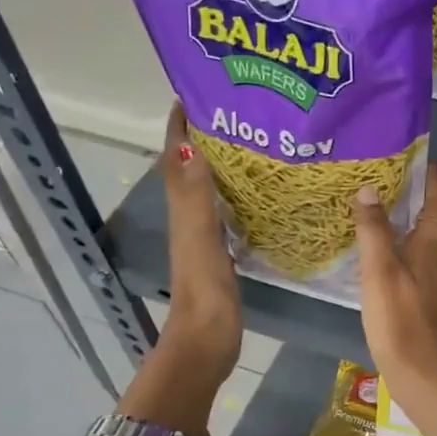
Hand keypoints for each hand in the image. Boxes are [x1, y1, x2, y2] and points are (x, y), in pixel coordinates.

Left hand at [159, 102, 240, 386]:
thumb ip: (196, 195)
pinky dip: (237, 195)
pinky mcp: (222, 253)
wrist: (207, 341)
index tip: (194, 94)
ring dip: (221, 164)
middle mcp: (189, 217)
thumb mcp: (199, 237)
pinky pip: (227, 212)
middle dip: (205, 137)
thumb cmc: (204, 290)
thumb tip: (194, 144)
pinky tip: (260, 193)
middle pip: (192, 168)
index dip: (180, 127)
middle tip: (236, 113)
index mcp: (182, 210)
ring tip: (253, 143)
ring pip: (209, 189)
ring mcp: (205, 236)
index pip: (177, 158)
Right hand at [352, 163, 436, 435]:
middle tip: (408, 183)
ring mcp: (436, 288)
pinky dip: (410, 255)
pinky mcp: (429, 309)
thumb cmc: (401, 323)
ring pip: (431, 248)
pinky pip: (422, 269)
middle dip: (428, 202)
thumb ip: (374, 232)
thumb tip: (369, 189)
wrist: (426, 378)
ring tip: (397, 216)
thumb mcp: (379, 273)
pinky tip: (394, 262)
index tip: (431, 161)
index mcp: (428, 250)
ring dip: (419, 228)